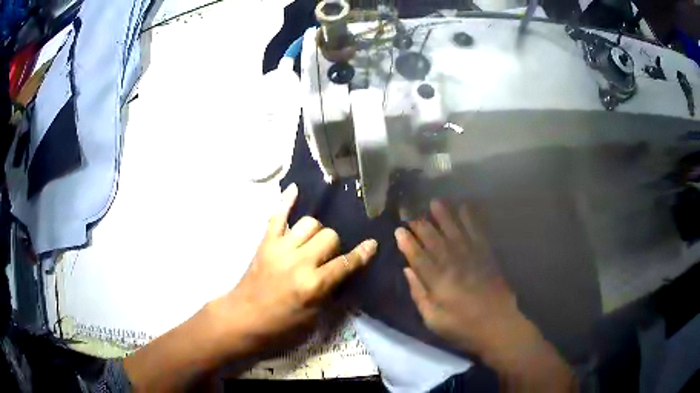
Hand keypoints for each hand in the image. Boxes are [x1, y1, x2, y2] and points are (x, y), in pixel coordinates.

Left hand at [213, 183, 377, 355]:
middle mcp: (300, 262)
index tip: (372, 244)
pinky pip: (277, 216)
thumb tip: (343, 271)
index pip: (346, 263)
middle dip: (334, 245)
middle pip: (329, 236)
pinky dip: (286, 201)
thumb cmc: (282, 324)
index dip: (362, 254)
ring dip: (316, 232)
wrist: (244, 318)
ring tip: (312, 242)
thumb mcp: (314, 316)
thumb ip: (330, 291)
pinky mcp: (266, 243)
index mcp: (314, 284)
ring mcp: (281, 248)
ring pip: (310, 223)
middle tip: (327, 257)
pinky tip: (295, 189)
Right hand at [396, 200, 575, 390]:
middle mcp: (453, 264)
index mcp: (438, 281)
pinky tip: (465, 207)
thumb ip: (419, 294)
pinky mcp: (487, 255)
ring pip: (455, 231)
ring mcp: (472, 257)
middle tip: (412, 214)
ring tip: (436, 202)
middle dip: (421, 225)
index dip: (407, 242)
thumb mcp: (433, 319)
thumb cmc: (462, 327)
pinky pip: (478, 232)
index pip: (418, 257)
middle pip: (434, 240)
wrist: (497, 325)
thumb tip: (407, 271)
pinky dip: (471, 219)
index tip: (399, 230)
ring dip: (445, 216)